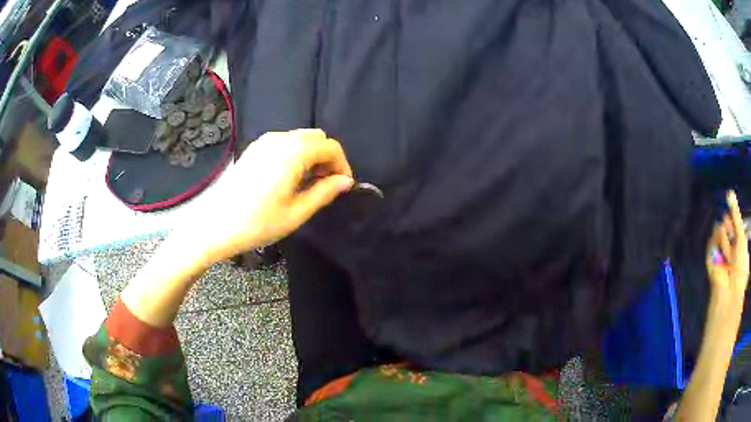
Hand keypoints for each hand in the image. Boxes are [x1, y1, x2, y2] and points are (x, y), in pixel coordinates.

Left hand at [186, 129, 353, 262]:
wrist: (215, 223)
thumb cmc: (257, 222)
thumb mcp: (296, 212)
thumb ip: (325, 192)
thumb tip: (346, 181)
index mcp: (293, 152)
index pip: (331, 146)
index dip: (342, 164)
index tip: (343, 185)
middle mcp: (280, 139)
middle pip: (316, 137)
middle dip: (327, 158)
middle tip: (326, 185)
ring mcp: (264, 141)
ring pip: (300, 138)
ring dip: (312, 155)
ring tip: (309, 183)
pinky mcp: (254, 148)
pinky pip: (284, 142)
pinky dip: (296, 154)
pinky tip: (290, 177)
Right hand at [706, 191, 748, 310]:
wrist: (730, 293)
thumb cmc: (740, 267)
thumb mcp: (742, 238)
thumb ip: (736, 215)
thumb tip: (729, 191)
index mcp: (738, 240)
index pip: (734, 218)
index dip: (735, 217)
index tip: (736, 220)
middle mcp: (730, 243)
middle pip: (727, 220)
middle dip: (730, 227)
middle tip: (733, 241)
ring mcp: (720, 249)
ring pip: (720, 228)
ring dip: (726, 239)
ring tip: (728, 255)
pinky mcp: (711, 255)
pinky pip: (713, 239)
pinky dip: (718, 243)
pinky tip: (722, 252)